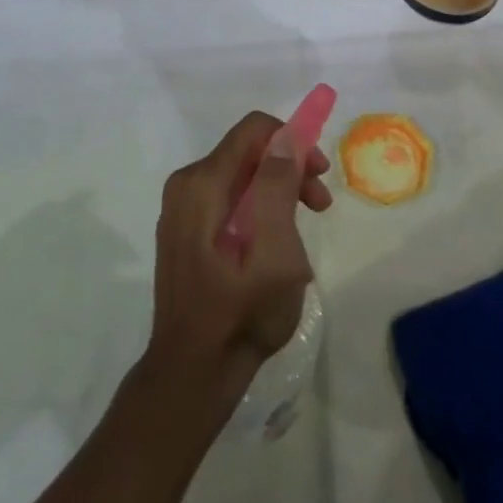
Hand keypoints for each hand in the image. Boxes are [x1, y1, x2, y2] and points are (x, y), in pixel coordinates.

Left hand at [145, 112, 329, 400]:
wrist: (193, 374)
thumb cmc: (241, 313)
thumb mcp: (274, 250)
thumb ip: (277, 186)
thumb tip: (286, 136)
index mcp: (203, 184)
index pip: (254, 129)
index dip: (292, 140)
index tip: (318, 173)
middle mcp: (187, 186)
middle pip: (249, 151)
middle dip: (290, 168)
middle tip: (320, 205)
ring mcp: (182, 209)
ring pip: (241, 175)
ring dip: (278, 190)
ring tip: (303, 228)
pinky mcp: (185, 230)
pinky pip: (228, 198)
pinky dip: (258, 208)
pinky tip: (274, 242)